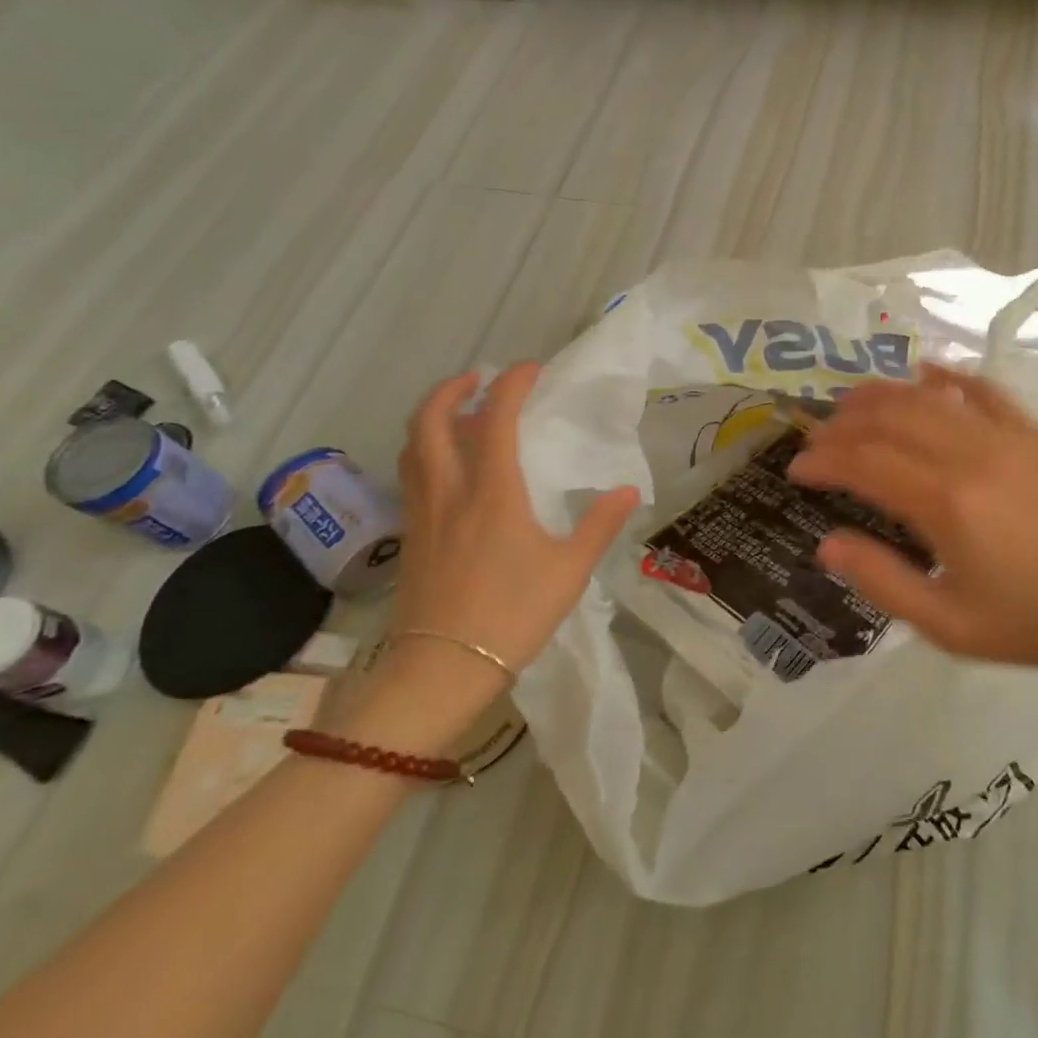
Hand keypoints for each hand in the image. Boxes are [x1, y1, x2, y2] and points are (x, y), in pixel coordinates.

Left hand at [362, 364, 637, 741]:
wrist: (442, 668)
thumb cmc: (512, 614)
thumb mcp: (569, 570)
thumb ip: (599, 524)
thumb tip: (627, 490)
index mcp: (492, 490)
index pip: (496, 417)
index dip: (511, 384)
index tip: (529, 369)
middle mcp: (449, 489)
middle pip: (431, 420)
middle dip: (452, 389)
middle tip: (478, 380)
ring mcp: (423, 513)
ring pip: (413, 446)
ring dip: (432, 417)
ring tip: (459, 415)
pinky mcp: (410, 537)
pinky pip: (411, 475)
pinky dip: (425, 451)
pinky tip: (448, 469)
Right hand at [787, 363, 1037, 702]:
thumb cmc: (1033, 622)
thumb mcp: (948, 625)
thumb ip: (882, 581)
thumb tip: (827, 544)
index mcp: (945, 503)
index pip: (864, 462)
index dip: (822, 460)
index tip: (796, 470)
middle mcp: (969, 455)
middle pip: (889, 419)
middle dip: (842, 424)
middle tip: (816, 437)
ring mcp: (1005, 438)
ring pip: (929, 397)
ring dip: (882, 394)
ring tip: (851, 403)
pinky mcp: (1033, 435)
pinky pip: (984, 390)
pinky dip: (949, 377)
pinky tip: (927, 372)